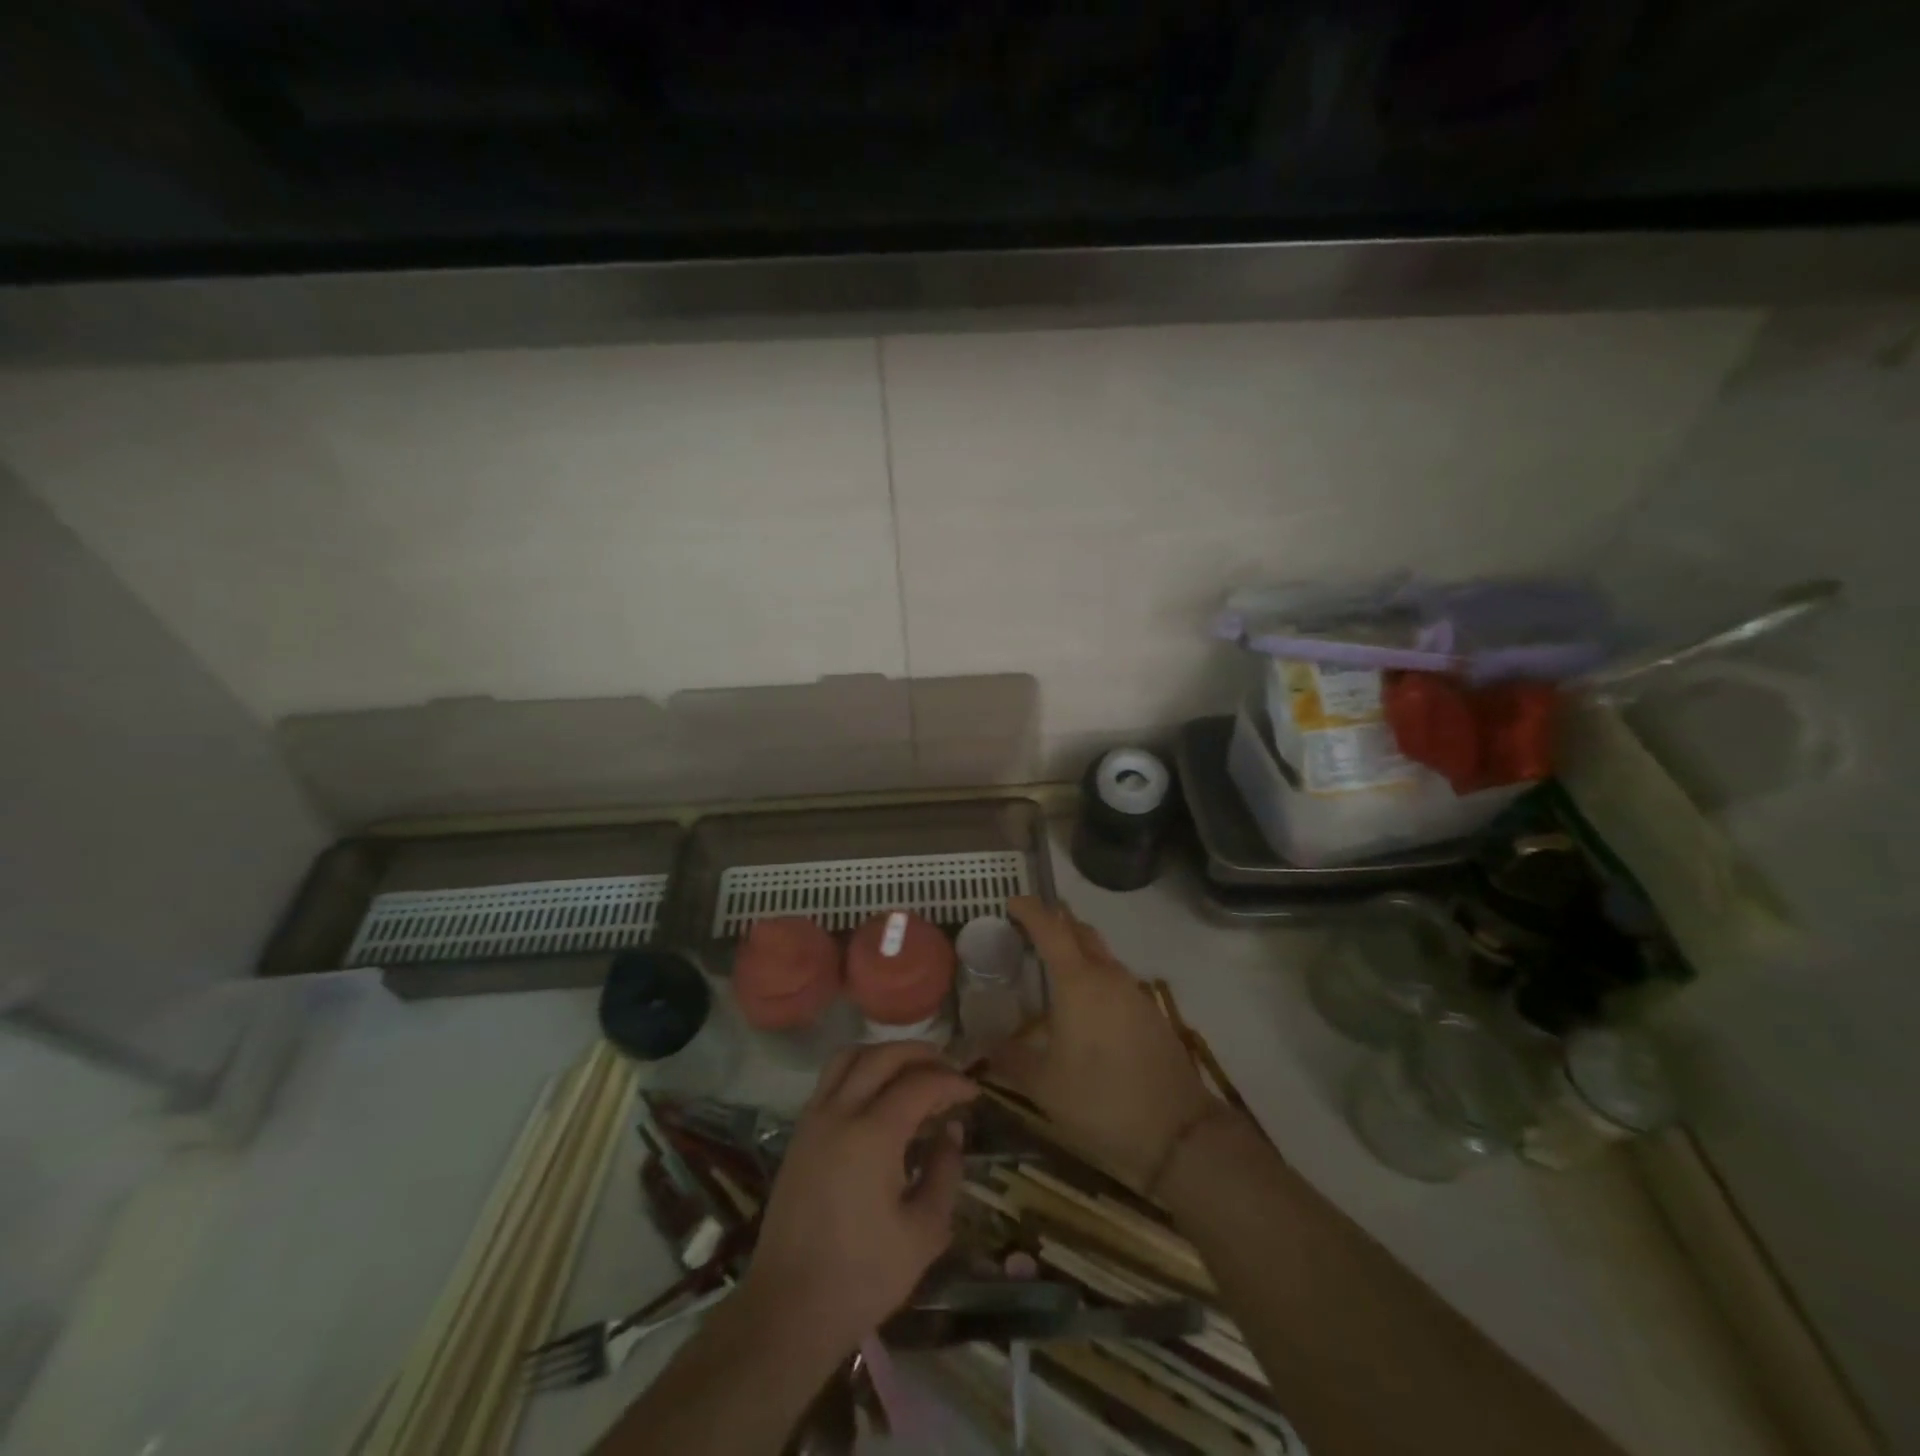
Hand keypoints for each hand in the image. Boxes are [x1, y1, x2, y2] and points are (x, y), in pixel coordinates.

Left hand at [742, 1041, 977, 1354]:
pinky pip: (831, 1077)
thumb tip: (951, 1131)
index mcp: (873, 1134)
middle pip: (883, 1056)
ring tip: (913, 1072)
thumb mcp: (923, 1232)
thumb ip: (944, 1172)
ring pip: (851, 1057)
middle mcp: (840, 1112)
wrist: (788, 1309)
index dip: (952, 1082)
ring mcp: (814, 1118)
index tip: (974, 1093)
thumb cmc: (862, 1277)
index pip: (920, 1084)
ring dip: (886, 1054)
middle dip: (921, 1055)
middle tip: (949, 1071)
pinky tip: (879, 1094)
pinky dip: (860, 1069)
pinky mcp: (799, 1132)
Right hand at [993, 897, 1215, 1191]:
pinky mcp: (1148, 1012)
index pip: (1051, 928)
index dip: (1030, 910)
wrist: (1178, 1133)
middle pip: (1080, 931)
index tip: (1010, 902)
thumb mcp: (1043, 1086)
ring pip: (1100, 953)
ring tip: (1048, 965)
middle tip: (1026, 929)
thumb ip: (1009, 1060)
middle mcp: (1108, 976)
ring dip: (1075, 948)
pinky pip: (1114, 977)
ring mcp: (1133, 992)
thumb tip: (980, 1048)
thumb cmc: (1101, 1101)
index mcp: (1078, 982)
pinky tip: (1080, 1002)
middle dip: (1054, 921)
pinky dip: (1092, 973)